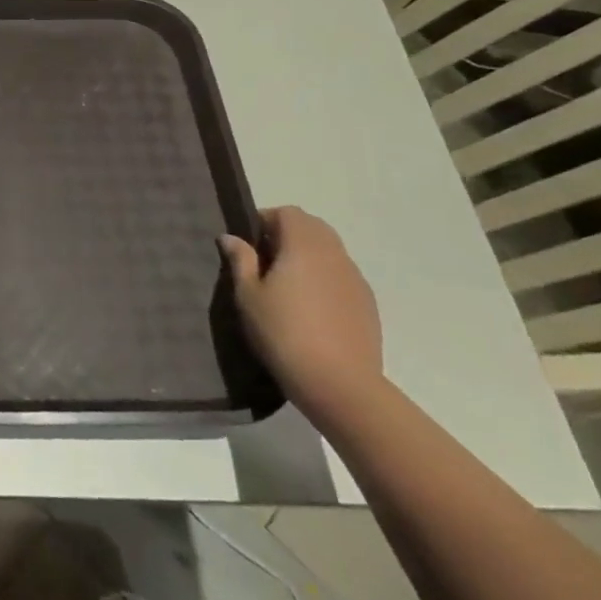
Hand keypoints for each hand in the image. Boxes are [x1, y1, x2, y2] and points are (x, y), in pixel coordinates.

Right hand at [220, 206, 382, 426]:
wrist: (340, 386)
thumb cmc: (283, 333)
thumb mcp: (248, 296)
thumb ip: (241, 261)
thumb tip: (231, 237)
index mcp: (304, 246)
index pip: (288, 213)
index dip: (266, 220)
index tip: (249, 244)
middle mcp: (334, 255)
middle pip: (313, 227)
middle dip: (288, 234)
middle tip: (265, 261)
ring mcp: (355, 280)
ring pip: (330, 252)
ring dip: (308, 256)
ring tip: (288, 286)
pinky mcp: (368, 305)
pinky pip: (342, 277)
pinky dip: (325, 279)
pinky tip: (311, 309)